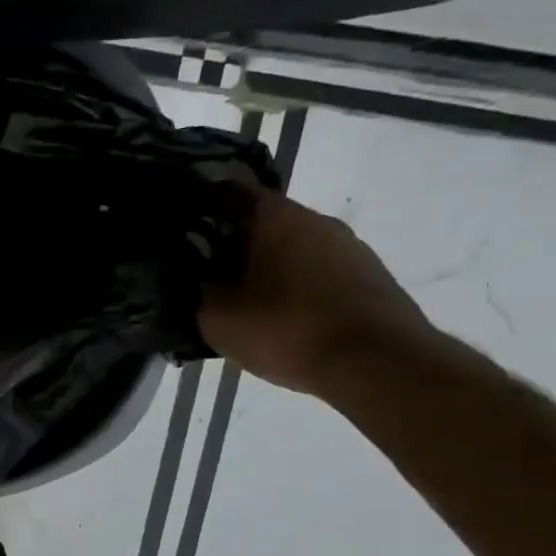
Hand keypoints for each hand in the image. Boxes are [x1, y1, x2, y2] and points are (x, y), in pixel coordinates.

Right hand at [196, 182, 439, 396]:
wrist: (377, 364)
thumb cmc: (286, 330)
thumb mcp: (216, 319)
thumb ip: (195, 293)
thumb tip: (191, 282)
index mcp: (274, 216)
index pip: (226, 192)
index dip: (197, 209)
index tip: (178, 234)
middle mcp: (315, 218)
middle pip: (261, 222)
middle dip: (230, 246)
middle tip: (203, 278)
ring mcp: (348, 246)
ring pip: (291, 248)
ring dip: (264, 269)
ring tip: (241, 305)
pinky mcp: (368, 276)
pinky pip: (317, 273)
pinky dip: (294, 288)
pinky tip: (281, 321)